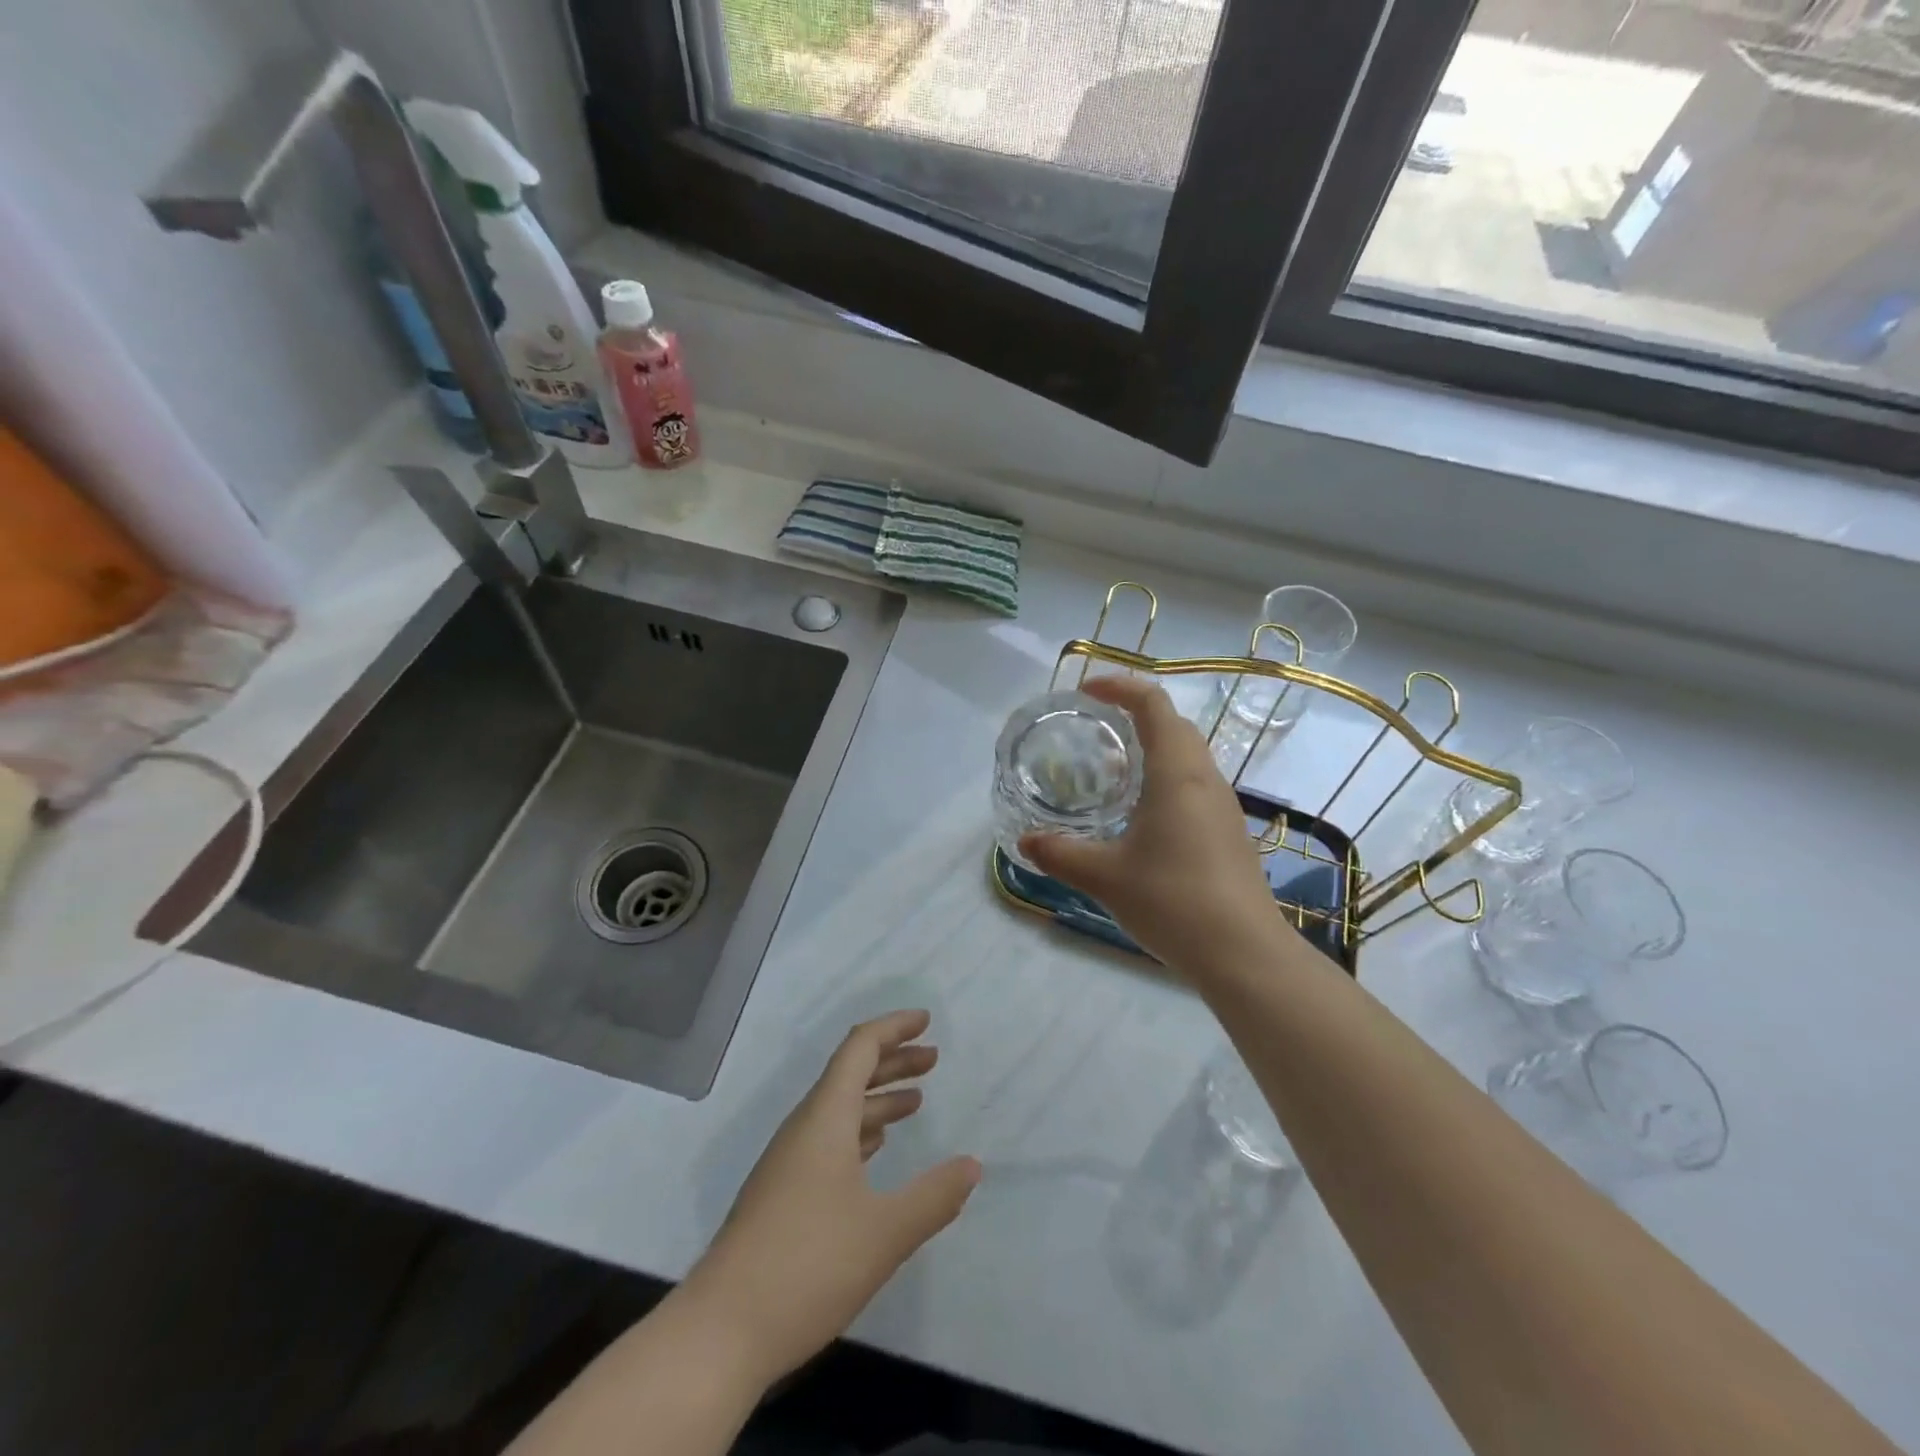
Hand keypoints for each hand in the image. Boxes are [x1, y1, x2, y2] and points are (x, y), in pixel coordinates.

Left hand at [681, 1010, 980, 1387]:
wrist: (720, 1332)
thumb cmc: (807, 1266)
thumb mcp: (884, 1232)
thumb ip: (933, 1196)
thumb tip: (973, 1165)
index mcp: (825, 1118)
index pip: (859, 1048)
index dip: (893, 1028)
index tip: (926, 1022)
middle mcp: (804, 1128)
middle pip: (850, 1074)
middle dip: (893, 1061)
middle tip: (933, 1060)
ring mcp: (788, 1162)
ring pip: (839, 1110)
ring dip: (878, 1099)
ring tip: (915, 1102)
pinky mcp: (782, 1195)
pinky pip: (828, 1140)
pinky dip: (860, 1131)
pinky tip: (876, 1150)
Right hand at [1019, 675, 1291, 971]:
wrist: (1244, 954)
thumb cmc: (1173, 901)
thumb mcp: (1104, 876)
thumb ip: (1061, 853)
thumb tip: (1025, 841)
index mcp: (1177, 774)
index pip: (1153, 705)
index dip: (1120, 687)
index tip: (1086, 692)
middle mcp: (1205, 779)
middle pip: (1174, 725)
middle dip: (1134, 714)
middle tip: (1094, 727)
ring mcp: (1223, 807)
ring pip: (1187, 756)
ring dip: (1152, 747)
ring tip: (1111, 767)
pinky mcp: (1228, 833)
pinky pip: (1194, 785)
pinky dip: (1164, 777)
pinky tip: (1141, 813)